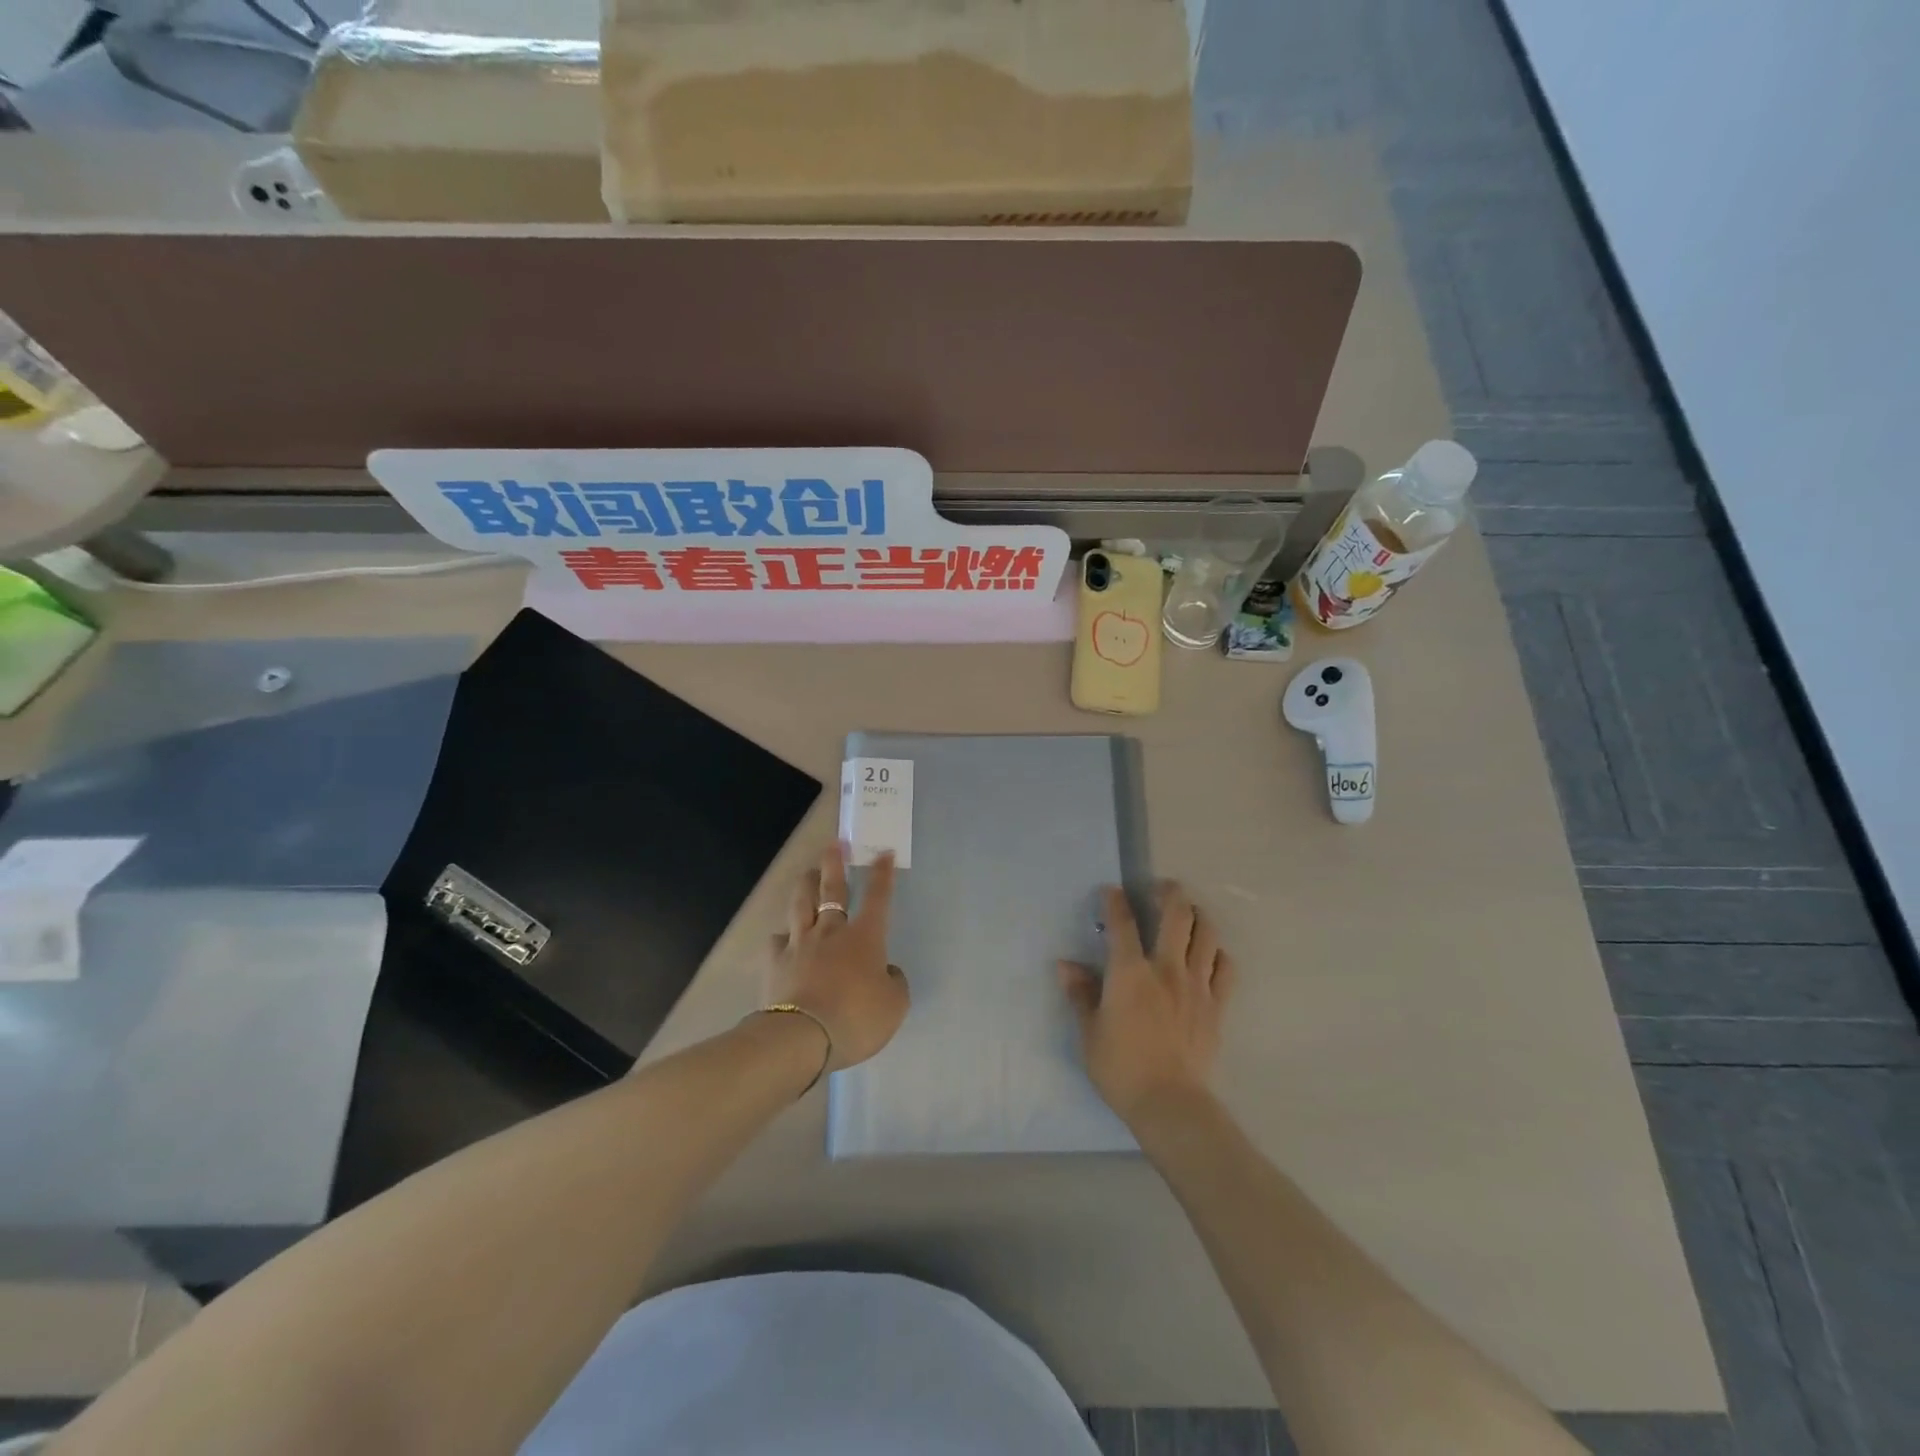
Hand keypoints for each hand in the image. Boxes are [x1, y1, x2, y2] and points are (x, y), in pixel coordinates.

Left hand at [764, 843, 909, 1073]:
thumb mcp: (894, 1005)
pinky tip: (782, 937)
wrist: (803, 1038)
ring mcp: (800, 945)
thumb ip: (894, 983)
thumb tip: (886, 971)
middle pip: (832, 891)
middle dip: (835, 865)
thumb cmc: (857, 1018)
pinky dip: (782, 936)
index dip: (882, 874)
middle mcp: (831, 932)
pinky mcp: (775, 964)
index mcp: (864, 937)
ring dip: (805, 886)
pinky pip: (778, 941)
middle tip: (834, 844)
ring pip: (801, 905)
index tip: (883, 852)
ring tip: (807, 873)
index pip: (878, 897)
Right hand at [1059, 881, 1236, 1125]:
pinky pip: (1225, 967)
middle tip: (1161, 888)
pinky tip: (1209, 955)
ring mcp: (1196, 984)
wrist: (1170, 1103)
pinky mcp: (1216, 1005)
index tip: (1112, 890)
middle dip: (1169, 893)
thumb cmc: (1120, 1068)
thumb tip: (1065, 965)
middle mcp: (1166, 968)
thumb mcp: (1089, 1032)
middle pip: (1176, 914)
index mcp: (1129, 972)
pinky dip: (1218, 953)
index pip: (1122, 923)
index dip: (1115, 901)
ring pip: (1206, 933)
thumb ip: (1080, 994)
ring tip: (1188, 914)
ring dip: (1197, 916)